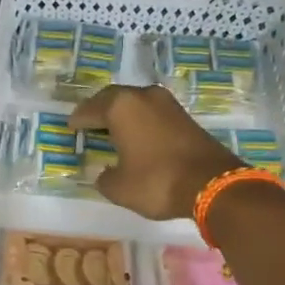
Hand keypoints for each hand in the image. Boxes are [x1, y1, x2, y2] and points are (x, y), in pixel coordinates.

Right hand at [68, 84, 244, 220]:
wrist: (212, 184)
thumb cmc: (156, 182)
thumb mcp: (119, 187)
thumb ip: (105, 178)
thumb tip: (105, 173)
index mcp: (121, 107)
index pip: (91, 109)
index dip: (79, 119)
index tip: (71, 126)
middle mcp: (143, 97)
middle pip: (114, 98)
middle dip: (100, 110)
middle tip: (89, 123)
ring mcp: (168, 104)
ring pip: (136, 103)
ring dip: (123, 114)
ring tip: (111, 129)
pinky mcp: (185, 117)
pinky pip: (153, 114)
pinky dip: (141, 122)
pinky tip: (137, 137)